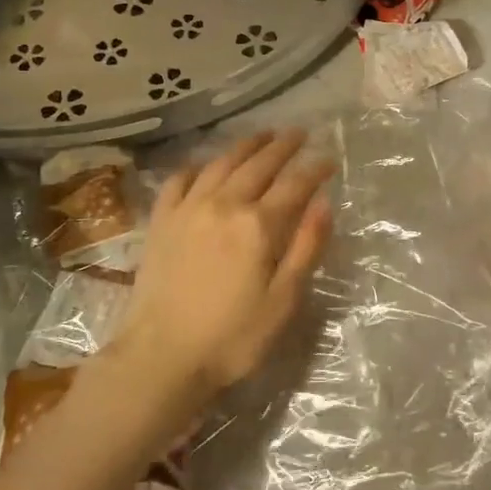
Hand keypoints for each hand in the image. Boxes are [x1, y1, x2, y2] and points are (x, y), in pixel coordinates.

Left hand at [94, 130, 333, 430]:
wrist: (161, 356)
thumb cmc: (232, 337)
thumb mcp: (283, 301)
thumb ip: (305, 248)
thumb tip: (324, 203)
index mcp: (258, 225)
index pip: (295, 184)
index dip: (315, 168)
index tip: (329, 158)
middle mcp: (224, 204)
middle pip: (258, 164)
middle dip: (282, 146)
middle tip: (299, 133)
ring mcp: (188, 209)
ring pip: (221, 164)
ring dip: (245, 146)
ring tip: (262, 136)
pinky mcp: (160, 221)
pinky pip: (179, 180)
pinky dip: (196, 166)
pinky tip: (204, 165)